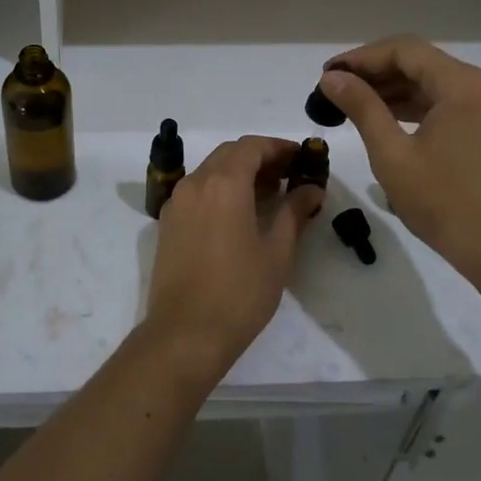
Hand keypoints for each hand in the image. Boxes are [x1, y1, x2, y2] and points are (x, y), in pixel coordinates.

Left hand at [145, 136, 323, 377]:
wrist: (184, 334)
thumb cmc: (239, 293)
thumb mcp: (277, 252)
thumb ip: (294, 212)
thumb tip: (312, 189)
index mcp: (223, 183)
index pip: (252, 146)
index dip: (279, 147)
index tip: (302, 157)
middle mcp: (195, 183)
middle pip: (229, 154)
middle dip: (260, 157)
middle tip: (289, 175)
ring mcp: (177, 202)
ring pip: (211, 170)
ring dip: (239, 173)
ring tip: (269, 195)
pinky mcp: (168, 222)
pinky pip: (197, 191)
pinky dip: (220, 189)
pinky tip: (239, 214)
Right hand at [318, 37, 480, 301]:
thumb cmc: (445, 203)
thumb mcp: (393, 154)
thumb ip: (361, 107)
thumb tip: (331, 78)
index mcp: (463, 85)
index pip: (404, 50)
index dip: (361, 58)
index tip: (327, 74)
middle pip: (420, 62)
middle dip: (375, 73)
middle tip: (334, 89)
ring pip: (432, 83)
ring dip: (392, 90)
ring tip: (351, 104)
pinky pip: (446, 102)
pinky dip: (414, 106)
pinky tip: (384, 119)